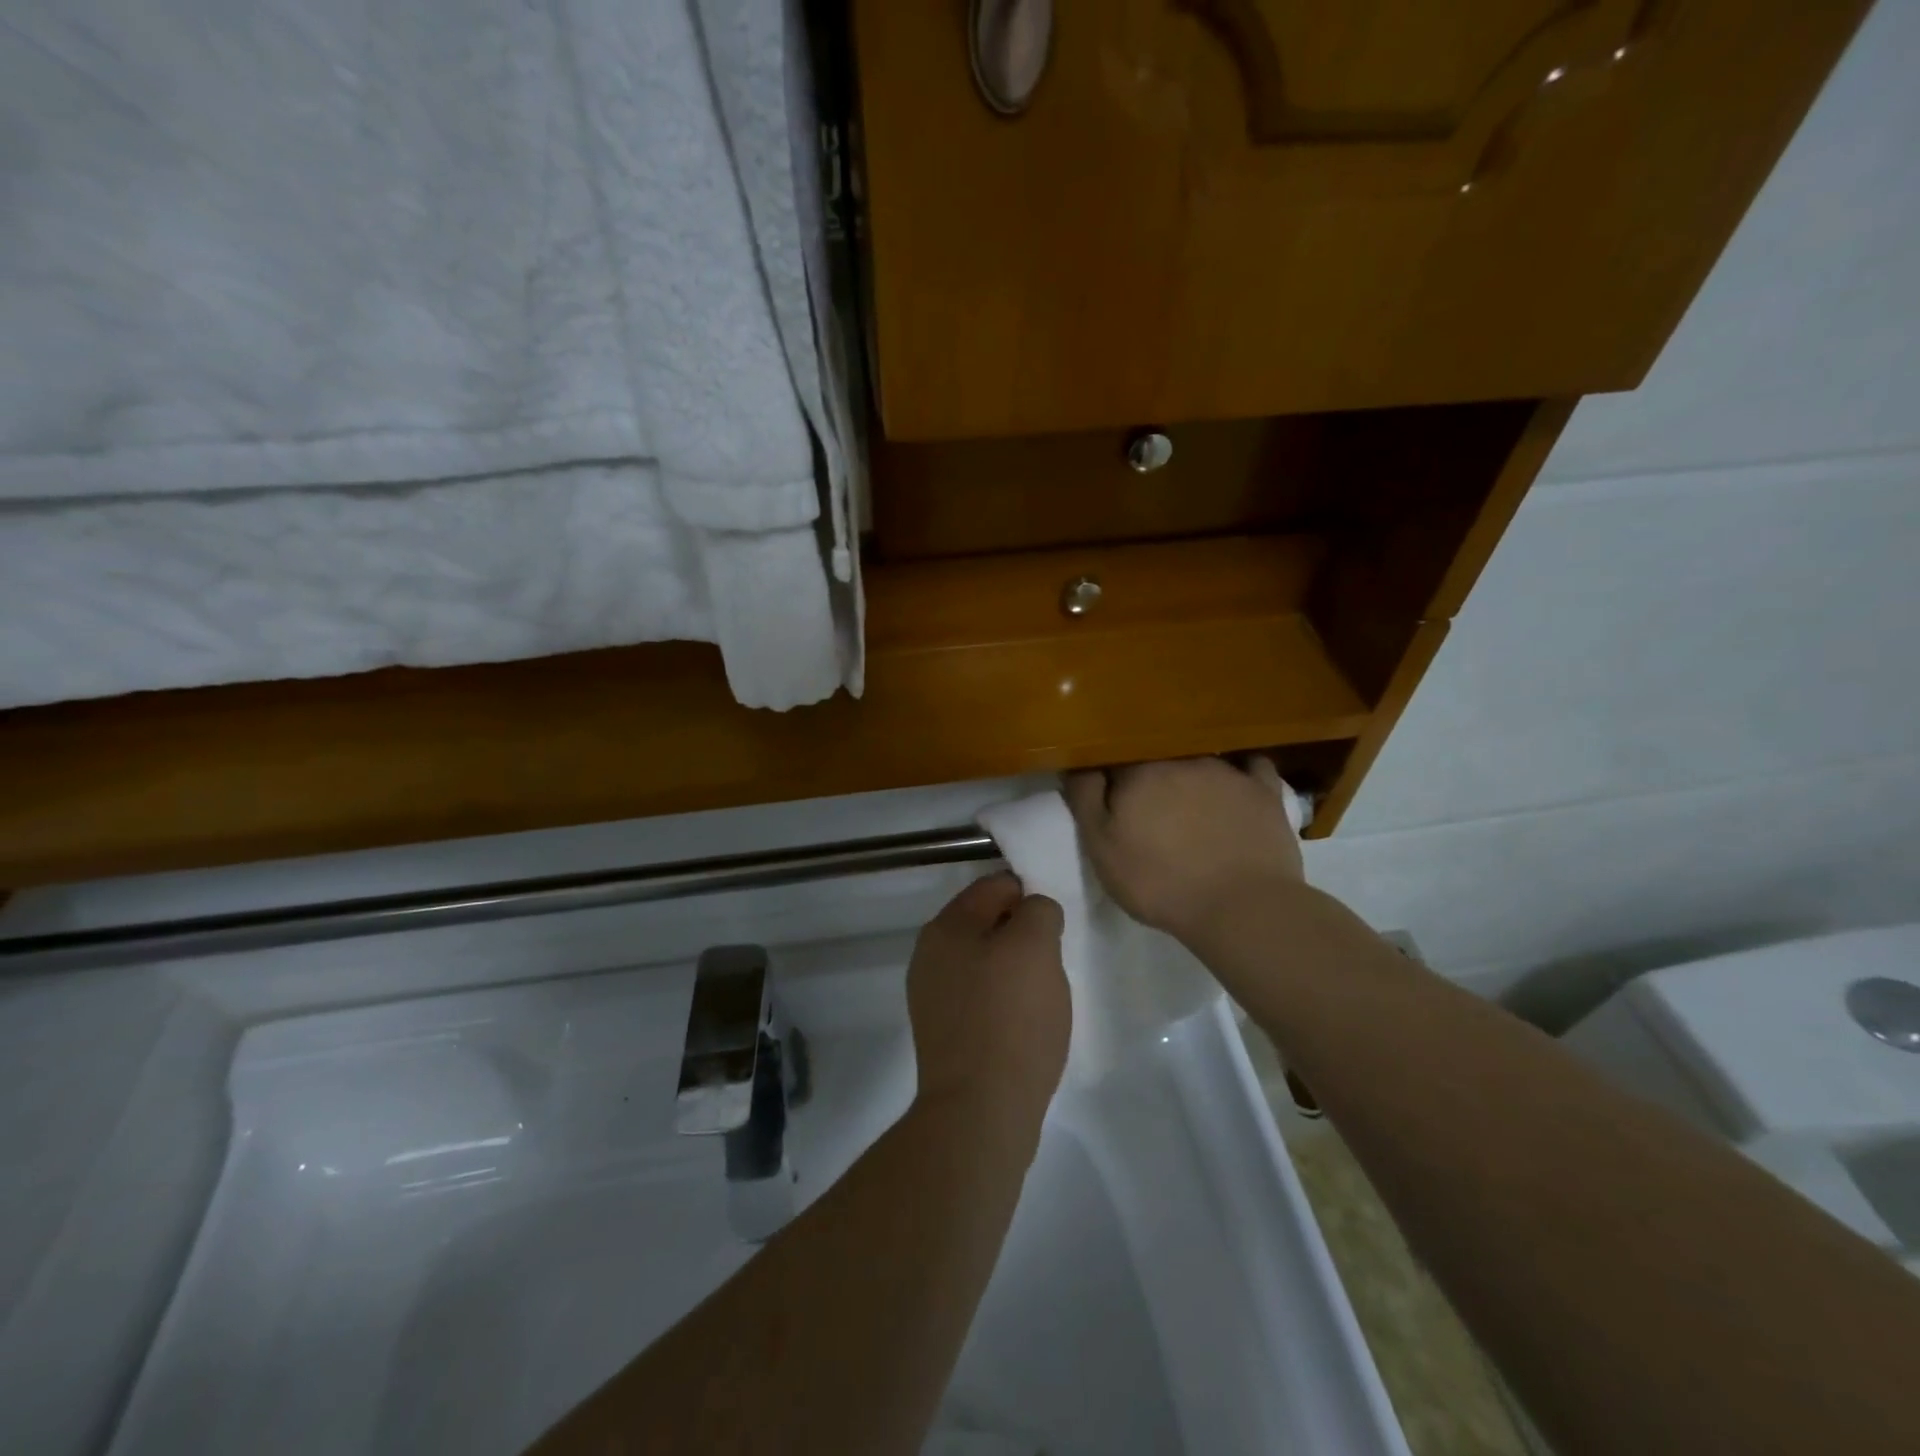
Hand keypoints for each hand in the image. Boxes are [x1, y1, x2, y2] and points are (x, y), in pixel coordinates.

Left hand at [908, 874, 1069, 1122]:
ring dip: (1014, 968)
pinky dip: (1004, 1000)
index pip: (994, 886)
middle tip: (1053, 958)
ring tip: (1042, 993)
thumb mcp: (1035, 947)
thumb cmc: (1010, 1019)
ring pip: (984, 961)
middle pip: (986, 923)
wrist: (979, 1112)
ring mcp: (932, 996)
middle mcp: (930, 955)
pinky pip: (980, 997)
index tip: (1056, 922)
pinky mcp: (944, 1032)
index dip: (1030, 895)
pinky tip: (1024, 1022)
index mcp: (946, 927)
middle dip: (1022, 933)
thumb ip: (1038, 911)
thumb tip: (1033, 912)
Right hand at [1065, 758, 1304, 944]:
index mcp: (1138, 772)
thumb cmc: (1158, 882)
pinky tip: (1238, 787)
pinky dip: (1242, 774)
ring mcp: (1227, 772)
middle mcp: (1181, 759)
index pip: (1114, 761)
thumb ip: (1085, 799)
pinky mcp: (1264, 790)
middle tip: (1150, 812)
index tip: (1110, 801)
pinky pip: (1251, 767)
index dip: (1110, 781)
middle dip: (1150, 779)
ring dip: (1190, 778)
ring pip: (1199, 761)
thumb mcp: (1101, 848)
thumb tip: (1078, 763)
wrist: (1240, 908)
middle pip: (1157, 759)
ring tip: (1192, 809)